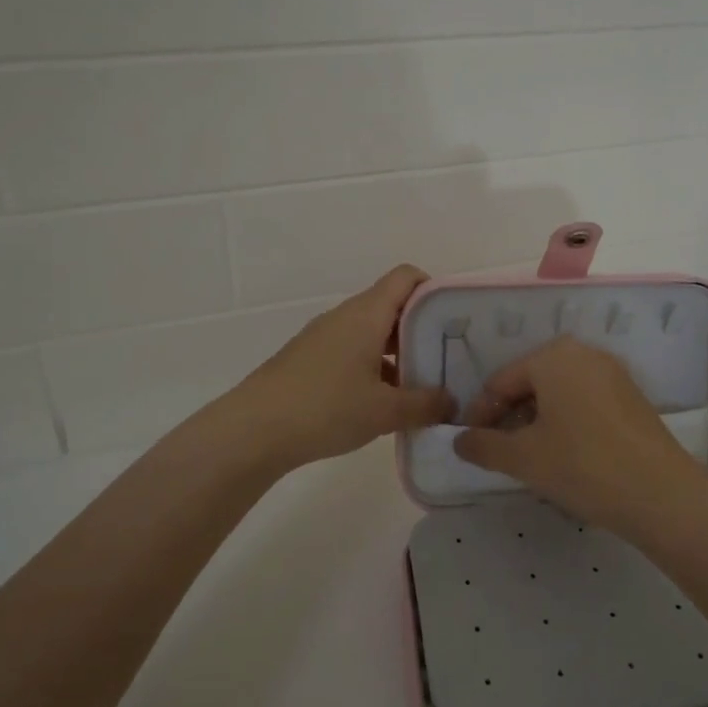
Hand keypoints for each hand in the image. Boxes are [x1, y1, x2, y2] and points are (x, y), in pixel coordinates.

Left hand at [226, 264, 455, 473]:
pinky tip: (382, 404)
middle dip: (422, 330)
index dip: (434, 290)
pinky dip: (373, 368)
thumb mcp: (384, 411)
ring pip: (372, 333)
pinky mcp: (309, 360)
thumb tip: (450, 401)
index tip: (454, 321)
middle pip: (392, 306)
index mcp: (366, 314)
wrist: (253, 430)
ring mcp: (324, 337)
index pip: (406, 277)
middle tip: (447, 360)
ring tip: (419, 388)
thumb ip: (425, 404)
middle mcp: (345, 317)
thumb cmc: (325, 408)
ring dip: (398, 354)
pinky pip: (352, 352)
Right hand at [454, 337, 707, 537]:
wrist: (662, 495)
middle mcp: (583, 353)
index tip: (470, 446)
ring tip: (529, 457)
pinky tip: (564, 455)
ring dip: (536, 422)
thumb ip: (483, 446)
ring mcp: (612, 374)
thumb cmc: (582, 465)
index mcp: (553, 356)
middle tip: (499, 452)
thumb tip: (459, 441)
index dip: (480, 415)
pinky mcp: (631, 397)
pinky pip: (583, 402)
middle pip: (529, 383)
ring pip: (557, 394)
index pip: (500, 382)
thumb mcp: (523, 458)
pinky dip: (564, 422)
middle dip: (509, 417)